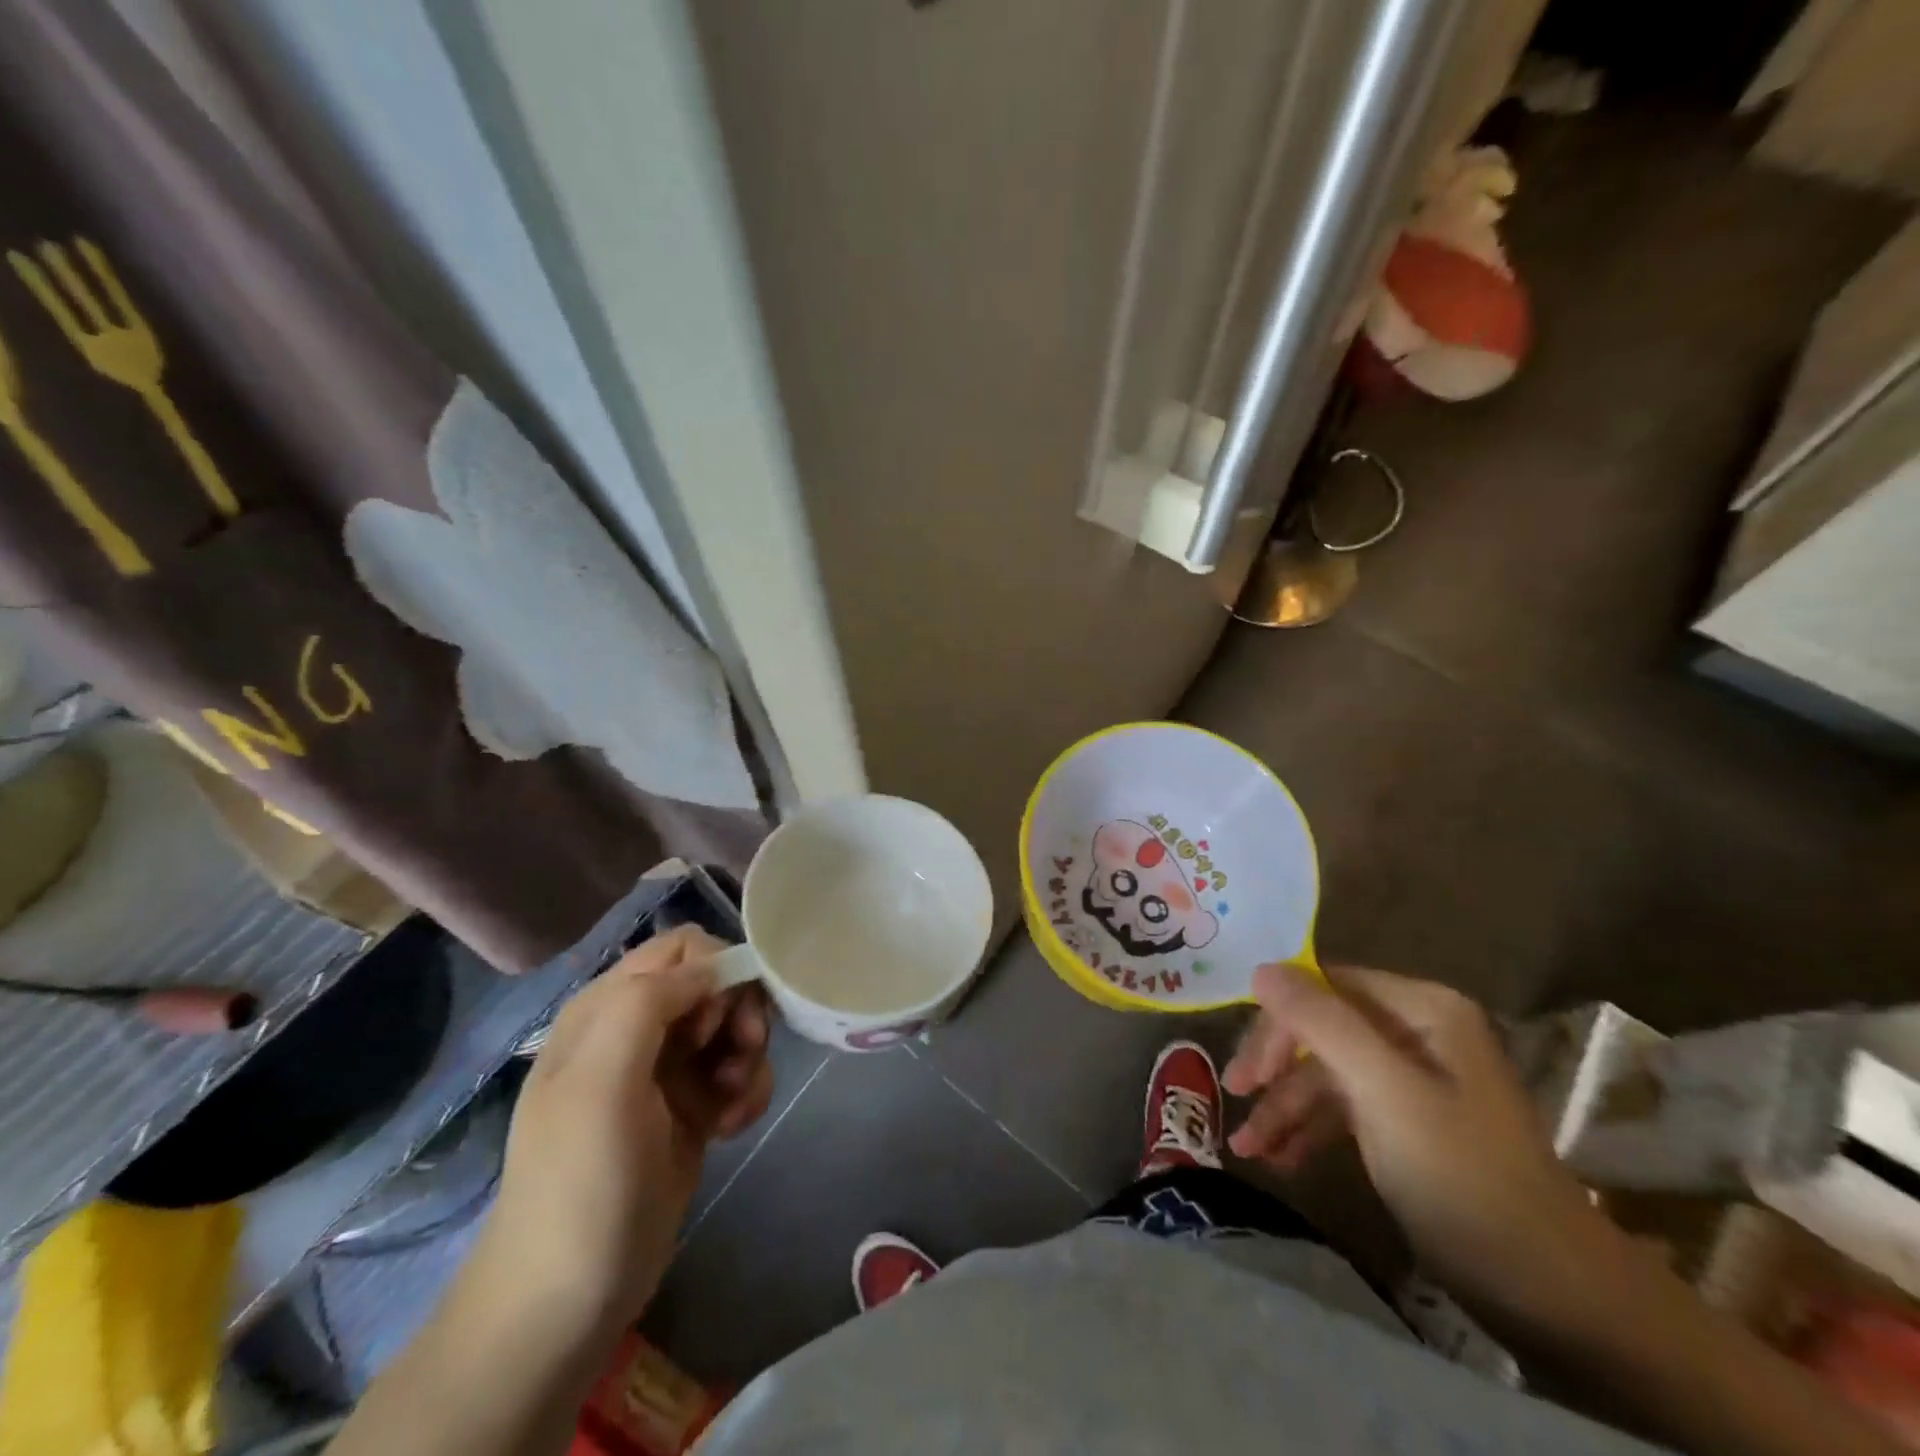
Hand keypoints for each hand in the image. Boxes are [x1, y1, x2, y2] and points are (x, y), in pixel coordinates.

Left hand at [472, 926, 773, 1333]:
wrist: (568, 1300)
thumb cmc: (582, 1182)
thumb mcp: (601, 1082)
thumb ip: (649, 1002)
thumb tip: (714, 967)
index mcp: (607, 1007)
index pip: (684, 947)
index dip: (715, 973)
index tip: (718, 1026)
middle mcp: (638, 1028)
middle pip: (716, 983)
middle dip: (739, 1016)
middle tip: (740, 1060)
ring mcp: (665, 1069)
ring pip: (733, 1026)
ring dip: (748, 1058)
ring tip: (734, 1105)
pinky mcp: (690, 1107)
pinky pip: (736, 1071)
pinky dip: (746, 1091)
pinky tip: (733, 1126)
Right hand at [1224, 962, 1615, 1319]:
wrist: (1551, 1292)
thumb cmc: (1461, 1176)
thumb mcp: (1383, 1091)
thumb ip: (1320, 1022)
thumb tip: (1260, 968)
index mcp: (1422, 1008)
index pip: (1325, 986)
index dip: (1278, 1019)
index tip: (1246, 1066)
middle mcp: (1415, 1031)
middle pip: (1320, 1028)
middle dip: (1276, 1066)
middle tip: (1234, 1096)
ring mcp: (1411, 1079)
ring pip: (1326, 1073)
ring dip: (1284, 1106)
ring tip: (1246, 1149)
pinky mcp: (1406, 1122)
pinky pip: (1342, 1108)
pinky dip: (1309, 1129)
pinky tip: (1279, 1158)